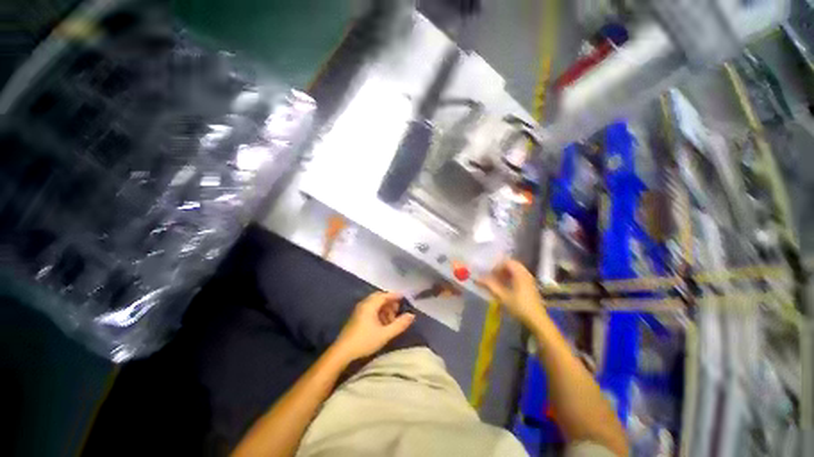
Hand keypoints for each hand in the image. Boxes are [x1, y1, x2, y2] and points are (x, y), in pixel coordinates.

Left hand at [333, 292, 414, 361]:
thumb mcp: (385, 334)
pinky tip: (383, 323)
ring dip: (384, 308)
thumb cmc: (365, 341)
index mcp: (370, 305)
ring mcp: (359, 310)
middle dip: (390, 302)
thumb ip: (399, 324)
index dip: (395, 295)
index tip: (405, 297)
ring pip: (375, 304)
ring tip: (392, 319)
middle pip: (379, 298)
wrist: (342, 352)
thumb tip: (411, 315)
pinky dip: (379, 312)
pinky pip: (370, 309)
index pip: (385, 295)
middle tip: (398, 309)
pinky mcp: (356, 317)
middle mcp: (364, 304)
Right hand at [476, 259, 545, 325]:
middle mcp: (525, 274)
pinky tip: (505, 287)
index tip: (489, 274)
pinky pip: (518, 276)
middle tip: (492, 276)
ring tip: (497, 282)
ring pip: (515, 271)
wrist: (537, 320)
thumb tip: (477, 278)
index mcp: (520, 273)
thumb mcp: (502, 296)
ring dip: (505, 274)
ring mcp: (529, 280)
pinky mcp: (530, 286)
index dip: (496, 266)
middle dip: (500, 269)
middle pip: (511, 265)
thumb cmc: (519, 306)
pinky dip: (510, 278)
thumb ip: (489, 285)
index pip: (506, 262)